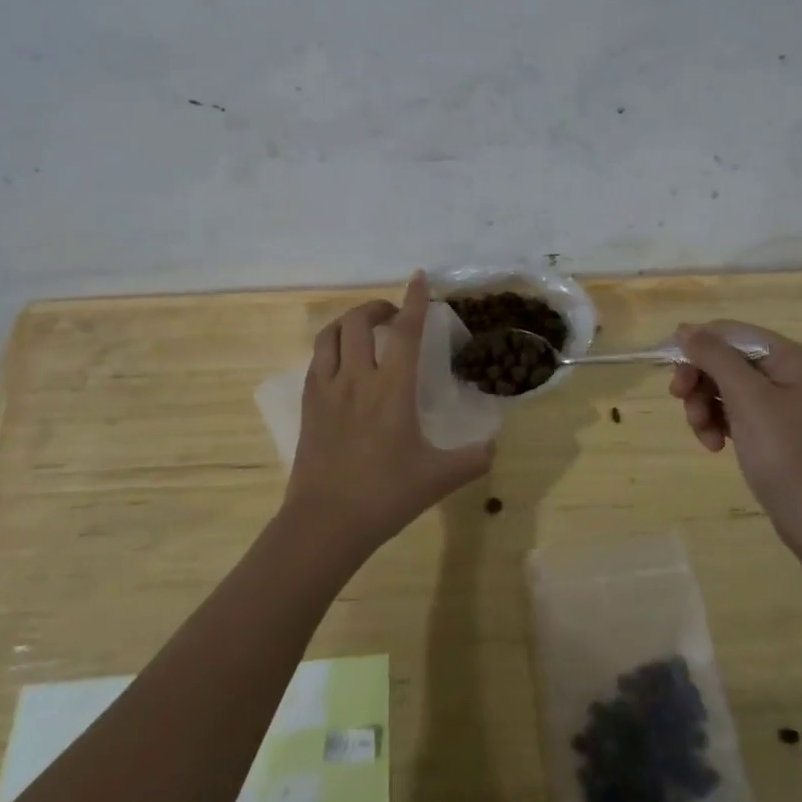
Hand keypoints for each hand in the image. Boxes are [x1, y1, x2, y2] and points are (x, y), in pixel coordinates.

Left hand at [284, 273, 493, 559]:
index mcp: (392, 389)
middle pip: (359, 321)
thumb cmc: (385, 496)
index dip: (415, 301)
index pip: (407, 331)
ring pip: (331, 334)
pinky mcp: (308, 404)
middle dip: (377, 307)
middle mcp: (357, 378)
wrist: (325, 523)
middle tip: (394, 317)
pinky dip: (332, 346)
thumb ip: (473, 459)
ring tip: (365, 331)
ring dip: (350, 322)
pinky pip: (317, 359)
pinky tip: (343, 362)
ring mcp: (327, 389)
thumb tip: (494, 444)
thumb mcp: (439, 479)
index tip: (419, 278)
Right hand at [668, 321, 801, 544]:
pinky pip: (732, 412)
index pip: (731, 332)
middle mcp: (785, 373)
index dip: (698, 344)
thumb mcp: (747, 398)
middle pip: (725, 359)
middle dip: (700, 380)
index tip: (671, 368)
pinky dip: (717, 424)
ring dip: (703, 406)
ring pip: (723, 387)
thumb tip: (686, 329)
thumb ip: (715, 357)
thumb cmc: (785, 452)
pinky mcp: (770, 430)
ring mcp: (778, 403)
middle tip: (680, 400)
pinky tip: (714, 446)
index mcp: (788, 357)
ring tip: (702, 433)